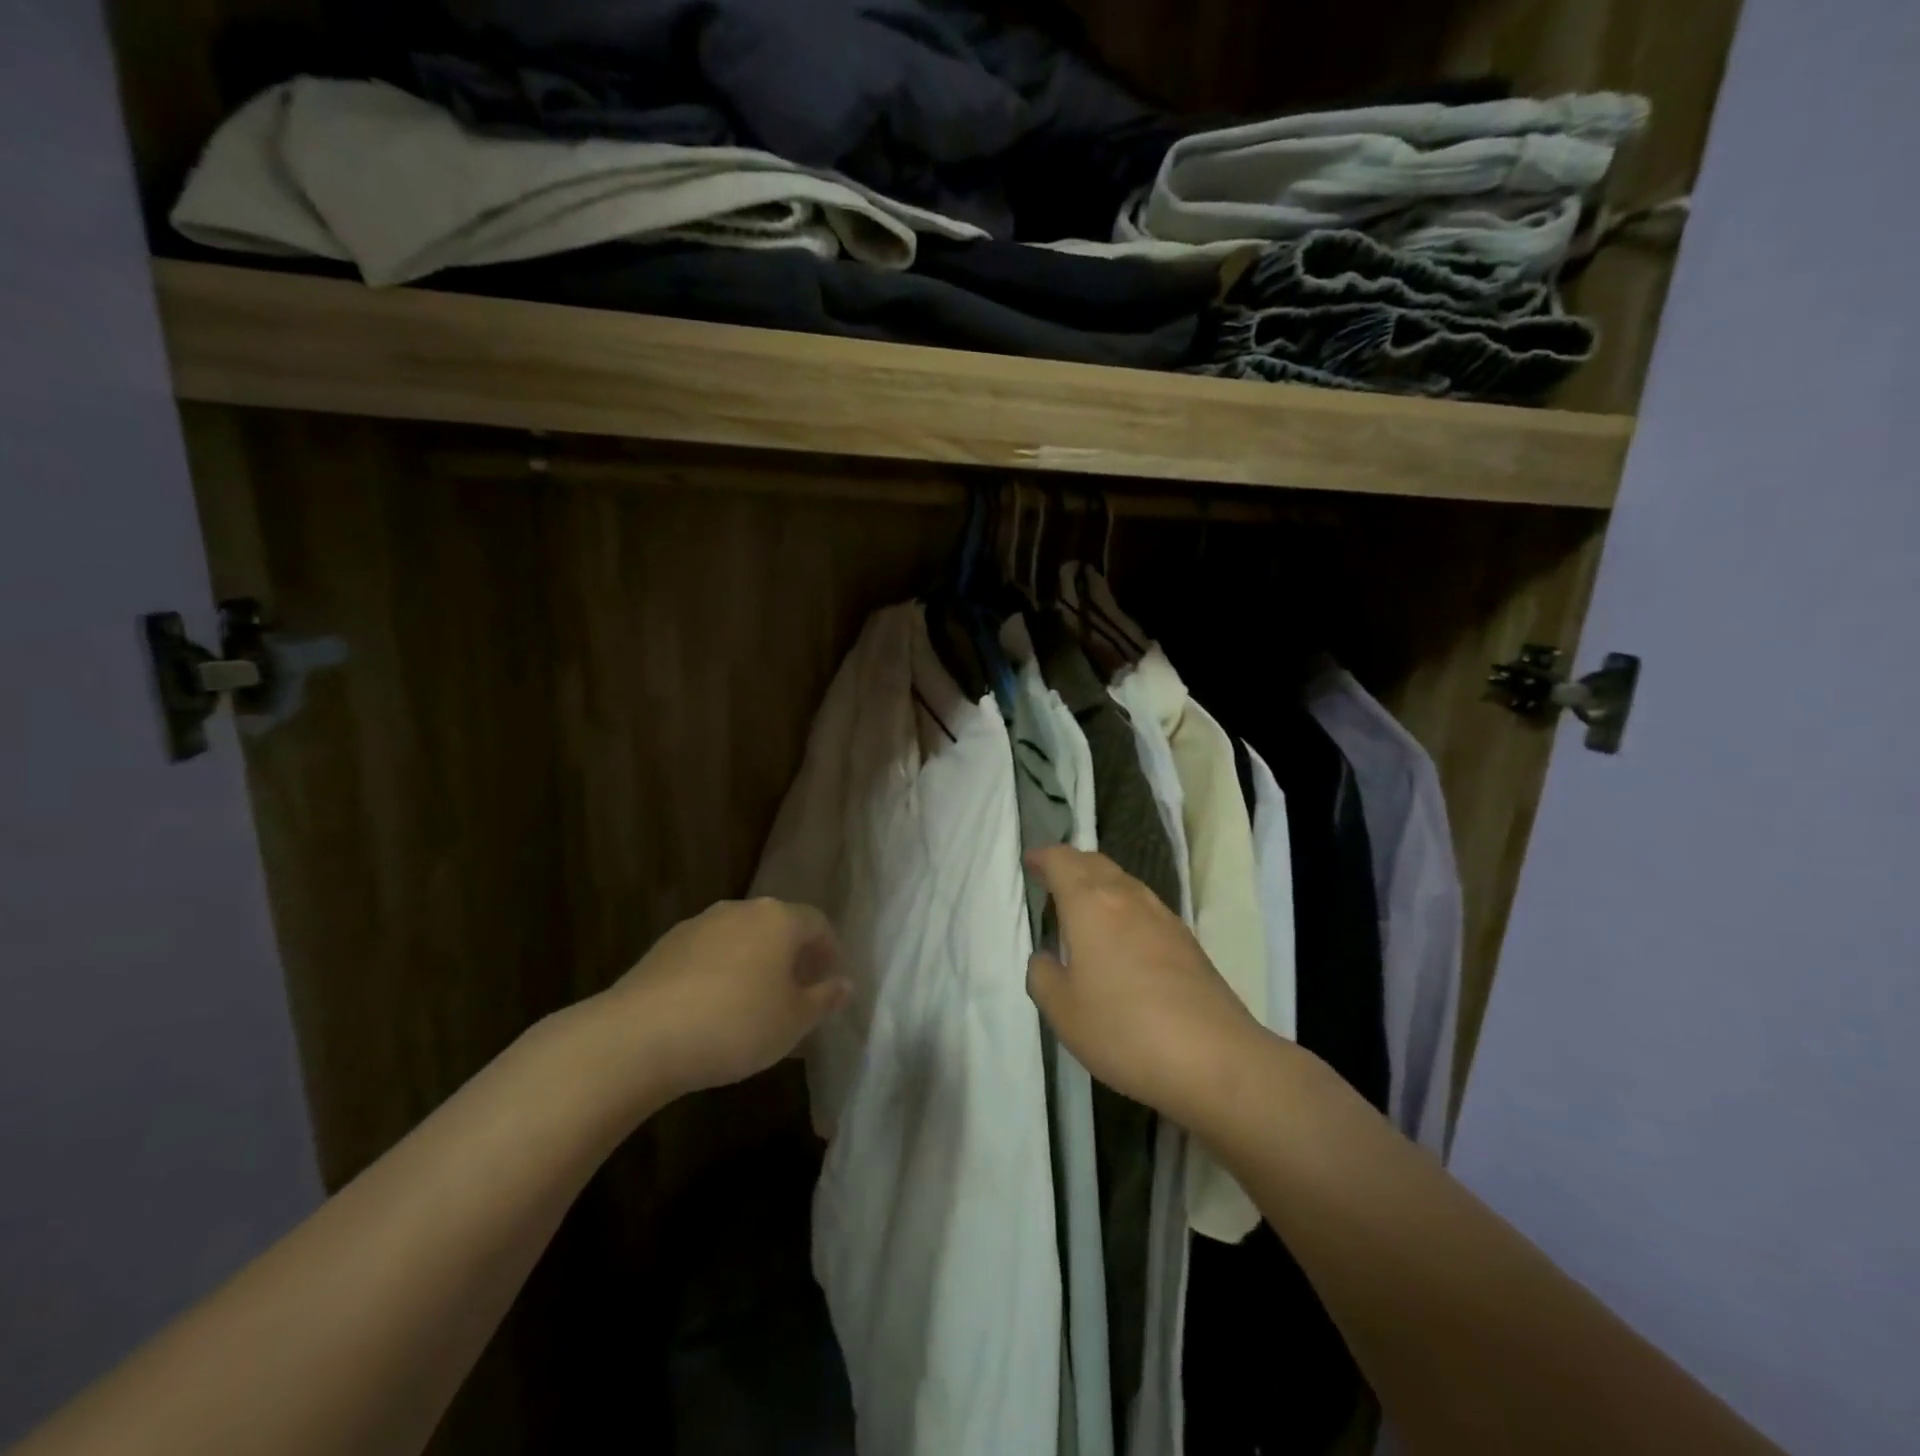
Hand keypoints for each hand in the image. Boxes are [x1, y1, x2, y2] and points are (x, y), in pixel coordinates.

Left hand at [597, 898, 849, 1101]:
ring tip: (753, 1003)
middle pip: (778, 925)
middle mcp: (741, 910)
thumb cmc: (734, 1025)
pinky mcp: (666, 945)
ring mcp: (700, 924)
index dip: (829, 951)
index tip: (828, 981)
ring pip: (741, 937)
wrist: (639, 1036)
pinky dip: (721, 971)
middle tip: (795, 992)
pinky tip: (713, 1008)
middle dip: (791, 955)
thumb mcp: (793, 1021)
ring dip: (754, 962)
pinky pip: (709, 952)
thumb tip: (844, 984)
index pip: (817, 923)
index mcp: (779, 919)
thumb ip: (824, 999)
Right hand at [1026, 846, 1265, 1126]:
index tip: (1031, 862)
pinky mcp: (1186, 941)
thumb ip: (1043, 976)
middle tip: (1052, 879)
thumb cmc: (1123, 1030)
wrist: (1214, 1058)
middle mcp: (1127, 898)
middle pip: (1095, 863)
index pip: (1063, 861)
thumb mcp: (1063, 1011)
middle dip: (1071, 865)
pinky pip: (1144, 906)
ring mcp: (1162, 916)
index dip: (1044, 857)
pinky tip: (1120, 937)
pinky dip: (1123, 907)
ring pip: (1124, 882)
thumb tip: (1046, 957)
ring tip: (1083, 906)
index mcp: (1090, 904)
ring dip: (1099, 884)